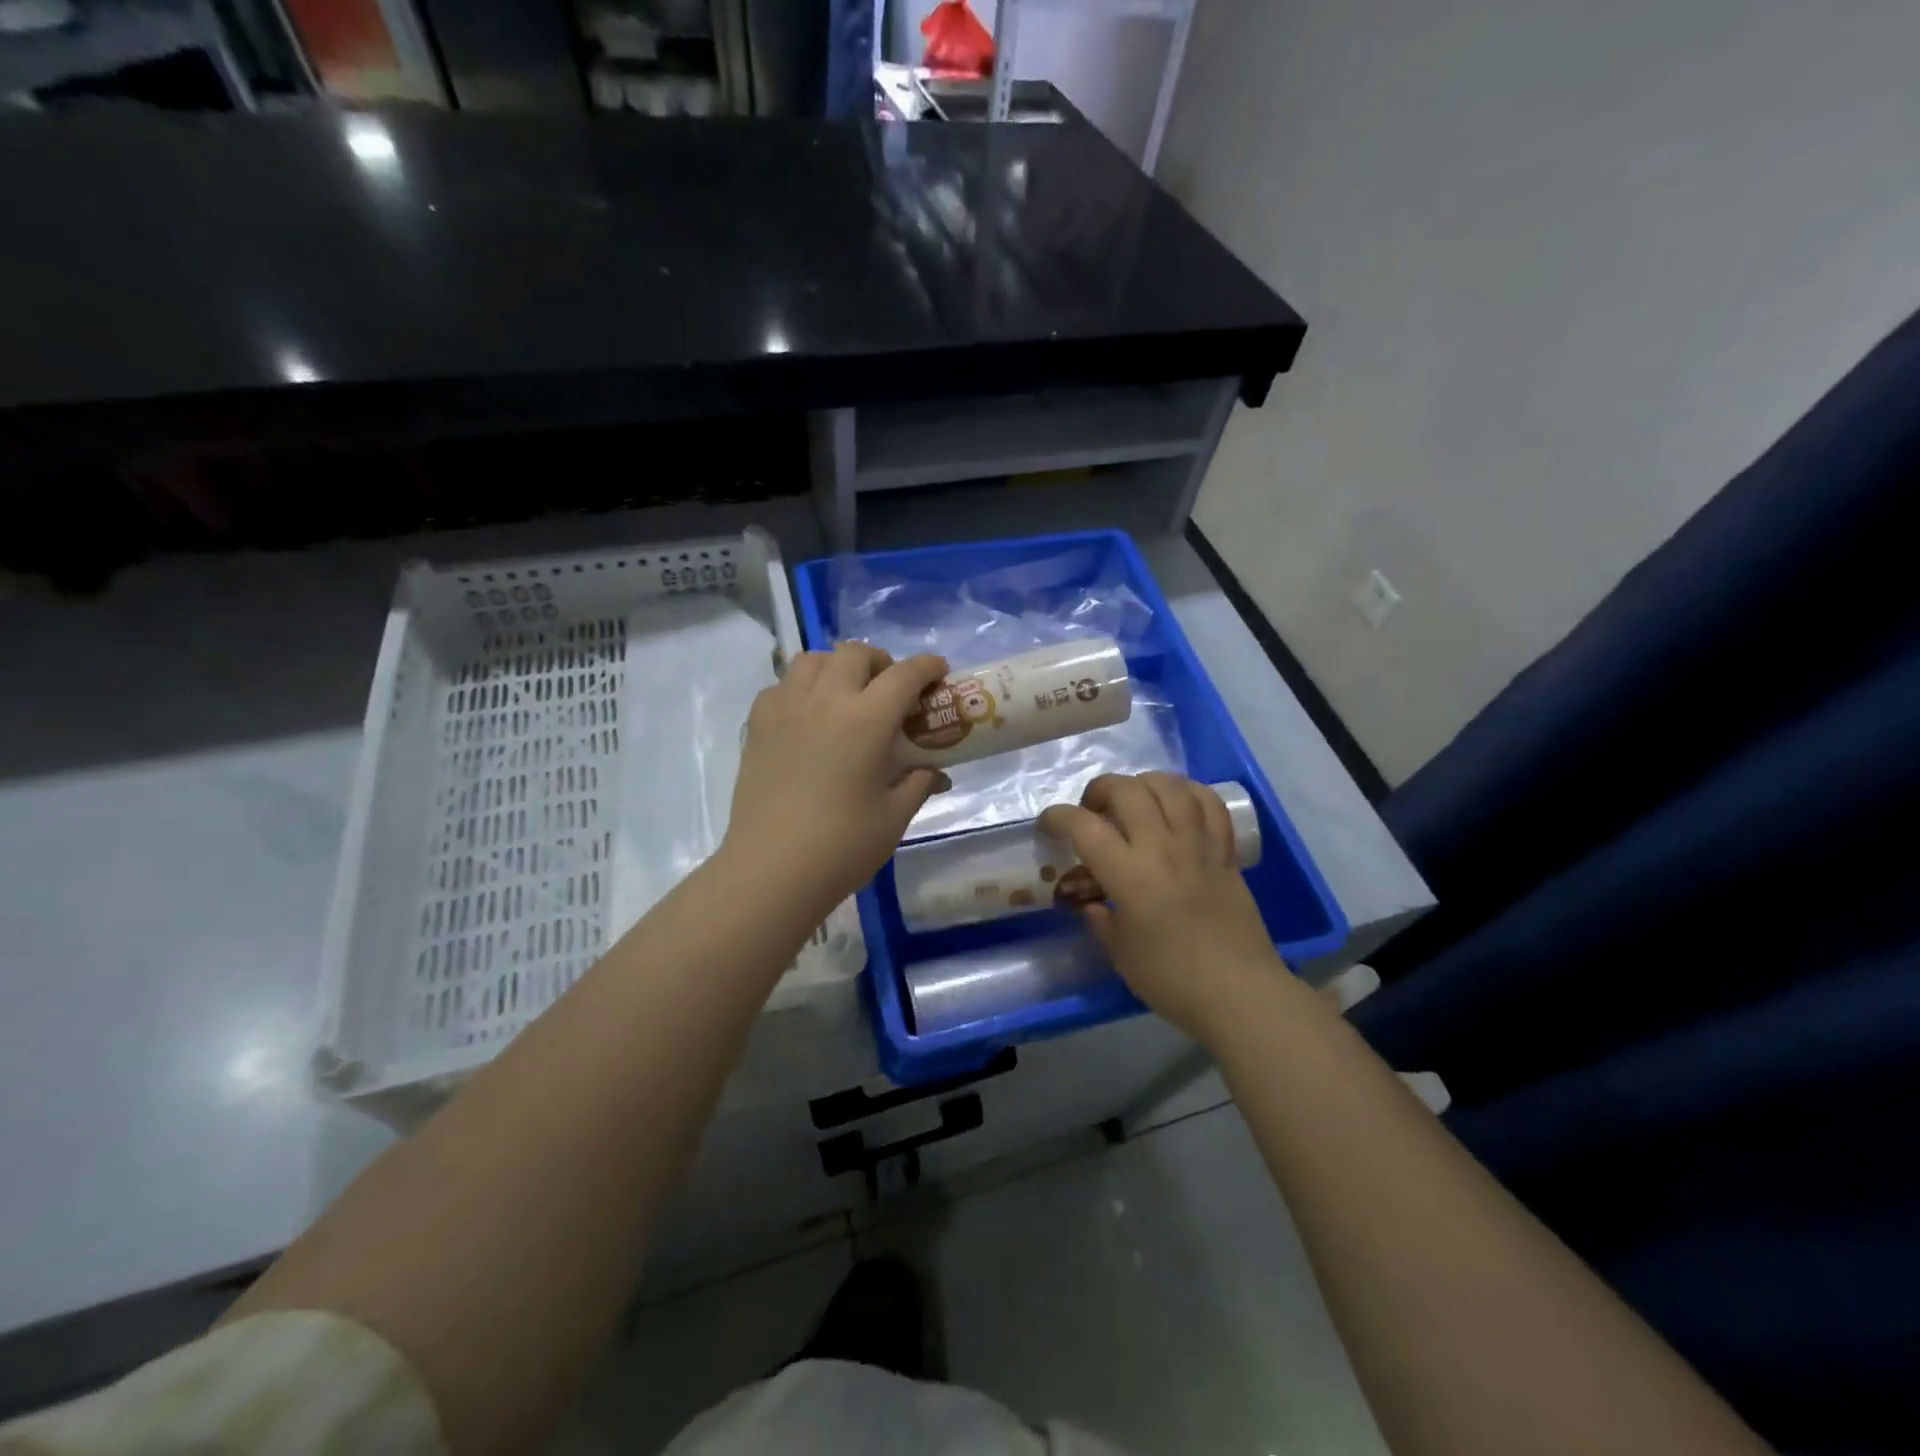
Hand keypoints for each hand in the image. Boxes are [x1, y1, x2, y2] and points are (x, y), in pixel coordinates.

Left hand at [722, 641, 949, 915]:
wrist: (772, 869)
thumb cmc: (842, 845)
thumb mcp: (894, 816)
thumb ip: (918, 783)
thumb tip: (935, 773)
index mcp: (866, 720)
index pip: (904, 675)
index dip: (927, 667)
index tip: (938, 671)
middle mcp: (825, 700)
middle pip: (854, 653)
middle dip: (880, 661)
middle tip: (891, 687)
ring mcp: (786, 709)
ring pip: (812, 659)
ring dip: (837, 665)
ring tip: (846, 692)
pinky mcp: (757, 725)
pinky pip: (781, 685)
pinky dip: (801, 686)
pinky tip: (808, 714)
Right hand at [1038, 772, 1288, 1042]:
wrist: (1241, 995)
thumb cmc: (1173, 981)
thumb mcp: (1121, 954)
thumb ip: (1100, 920)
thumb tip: (1091, 902)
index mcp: (1130, 876)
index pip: (1084, 826)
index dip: (1058, 817)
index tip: (1048, 825)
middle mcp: (1163, 849)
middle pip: (1127, 790)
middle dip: (1100, 790)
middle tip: (1092, 811)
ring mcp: (1198, 845)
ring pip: (1170, 786)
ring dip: (1143, 783)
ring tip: (1133, 800)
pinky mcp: (1225, 852)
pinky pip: (1209, 803)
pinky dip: (1188, 792)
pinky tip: (1176, 803)